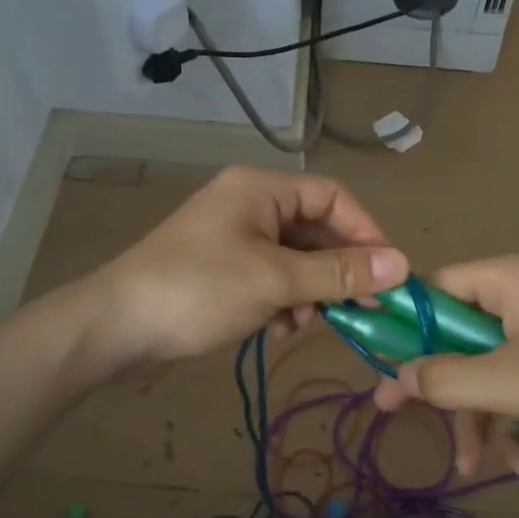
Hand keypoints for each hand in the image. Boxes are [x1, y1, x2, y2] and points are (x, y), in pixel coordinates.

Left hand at [87, 166, 406, 366]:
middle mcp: (250, 204)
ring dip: (310, 291)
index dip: (365, 231)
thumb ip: (339, 272)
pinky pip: (272, 277)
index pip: (333, 196)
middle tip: (359, 309)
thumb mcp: (275, 280)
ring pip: (296, 259)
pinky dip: (283, 301)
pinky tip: (277, 328)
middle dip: (336, 270)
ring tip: (305, 322)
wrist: (116, 326)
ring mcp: (234, 238)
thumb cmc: (198, 290)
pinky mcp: (223, 269)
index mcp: (261, 189)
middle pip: (315, 229)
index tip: (387, 273)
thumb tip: (401, 264)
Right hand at [370, 254, 518, 472]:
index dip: (406, 324)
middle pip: (458, 334)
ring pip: (485, 366)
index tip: (380, 362)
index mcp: (512, 279)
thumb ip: (447, 379)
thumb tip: (397, 377)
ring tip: (474, 468)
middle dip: (441, 386)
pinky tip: (517, 463)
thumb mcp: (512, 385)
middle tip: (396, 415)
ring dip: (477, 416)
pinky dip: (510, 419)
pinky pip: (516, 382)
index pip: (438, 288)